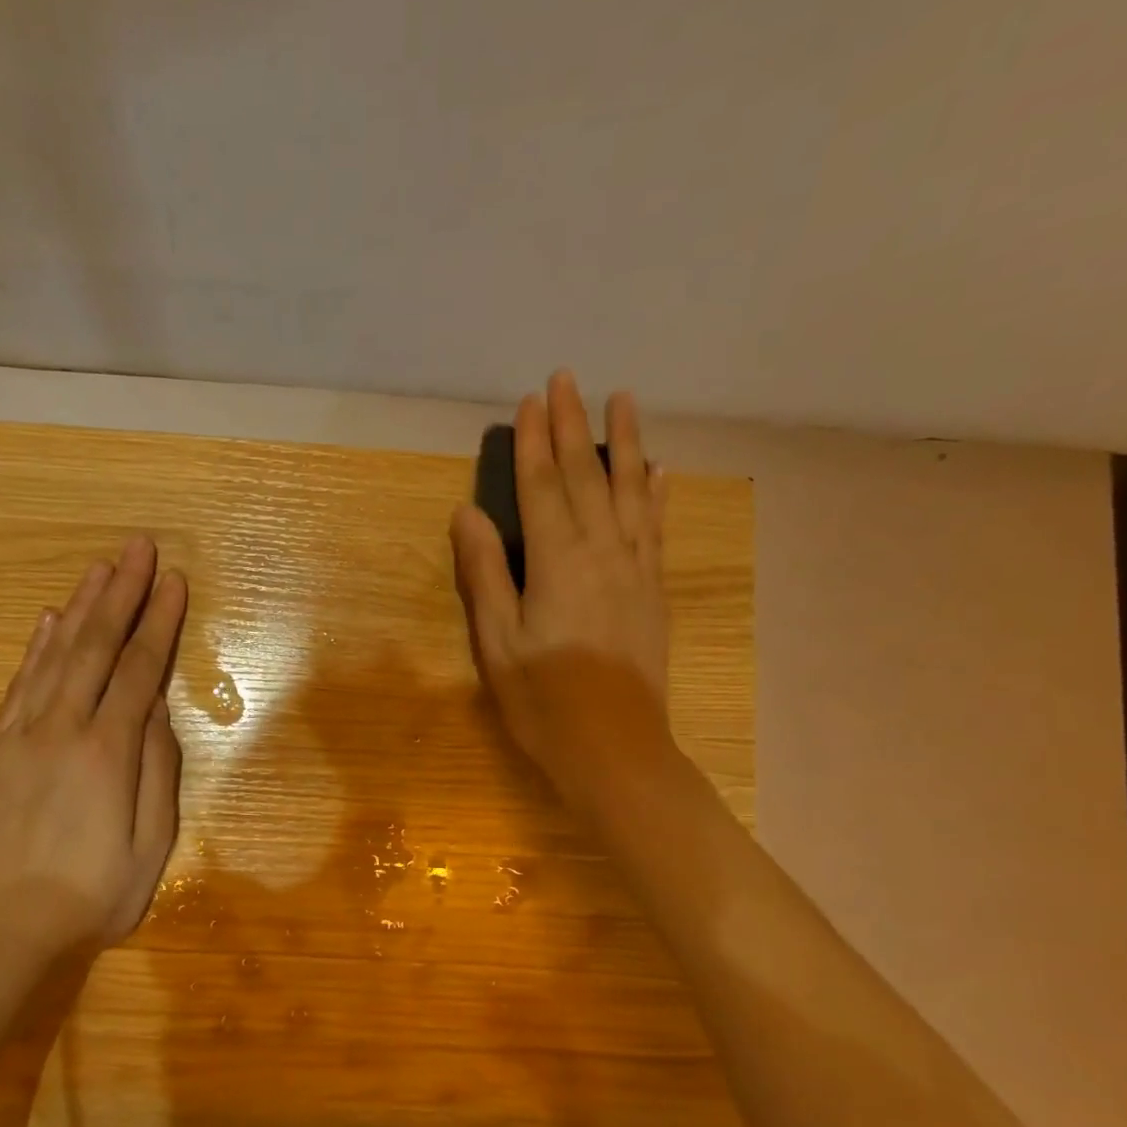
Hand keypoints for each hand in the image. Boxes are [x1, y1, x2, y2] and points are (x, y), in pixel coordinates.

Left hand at [0, 537, 187, 970]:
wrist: (6, 934)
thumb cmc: (95, 895)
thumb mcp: (152, 844)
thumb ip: (157, 770)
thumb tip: (157, 710)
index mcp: (107, 752)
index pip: (139, 669)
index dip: (159, 621)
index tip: (173, 581)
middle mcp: (61, 729)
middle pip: (95, 646)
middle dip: (120, 592)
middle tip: (137, 547)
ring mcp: (19, 736)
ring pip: (53, 655)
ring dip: (80, 607)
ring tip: (100, 568)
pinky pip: (17, 685)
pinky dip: (35, 647)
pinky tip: (48, 620)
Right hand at [449, 370, 675, 819]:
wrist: (614, 747)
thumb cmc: (543, 700)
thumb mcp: (497, 642)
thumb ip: (485, 574)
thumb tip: (468, 513)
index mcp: (557, 562)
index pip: (543, 487)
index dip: (535, 442)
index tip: (532, 400)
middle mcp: (602, 552)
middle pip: (586, 477)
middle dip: (574, 426)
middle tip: (568, 379)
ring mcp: (635, 569)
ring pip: (629, 491)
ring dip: (624, 443)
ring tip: (624, 399)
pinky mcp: (653, 591)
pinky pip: (655, 528)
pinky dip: (655, 494)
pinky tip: (658, 471)